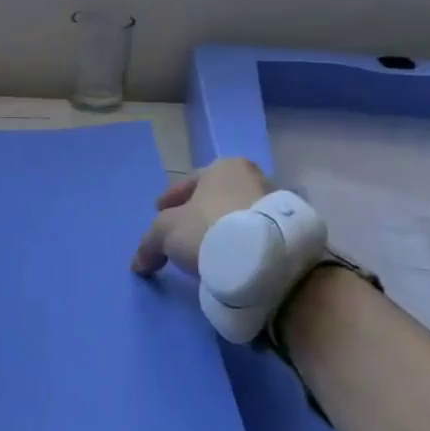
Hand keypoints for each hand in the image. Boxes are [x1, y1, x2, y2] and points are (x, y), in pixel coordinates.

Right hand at [132, 158, 274, 275]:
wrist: (266, 259)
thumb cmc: (209, 229)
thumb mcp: (166, 232)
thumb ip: (149, 243)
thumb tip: (139, 263)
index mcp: (224, 167)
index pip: (188, 183)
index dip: (170, 200)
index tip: (160, 213)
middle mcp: (253, 177)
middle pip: (214, 199)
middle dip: (198, 216)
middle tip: (183, 235)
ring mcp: (276, 204)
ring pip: (236, 218)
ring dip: (220, 232)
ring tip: (206, 253)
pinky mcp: (290, 233)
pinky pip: (253, 237)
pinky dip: (240, 246)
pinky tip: (229, 262)